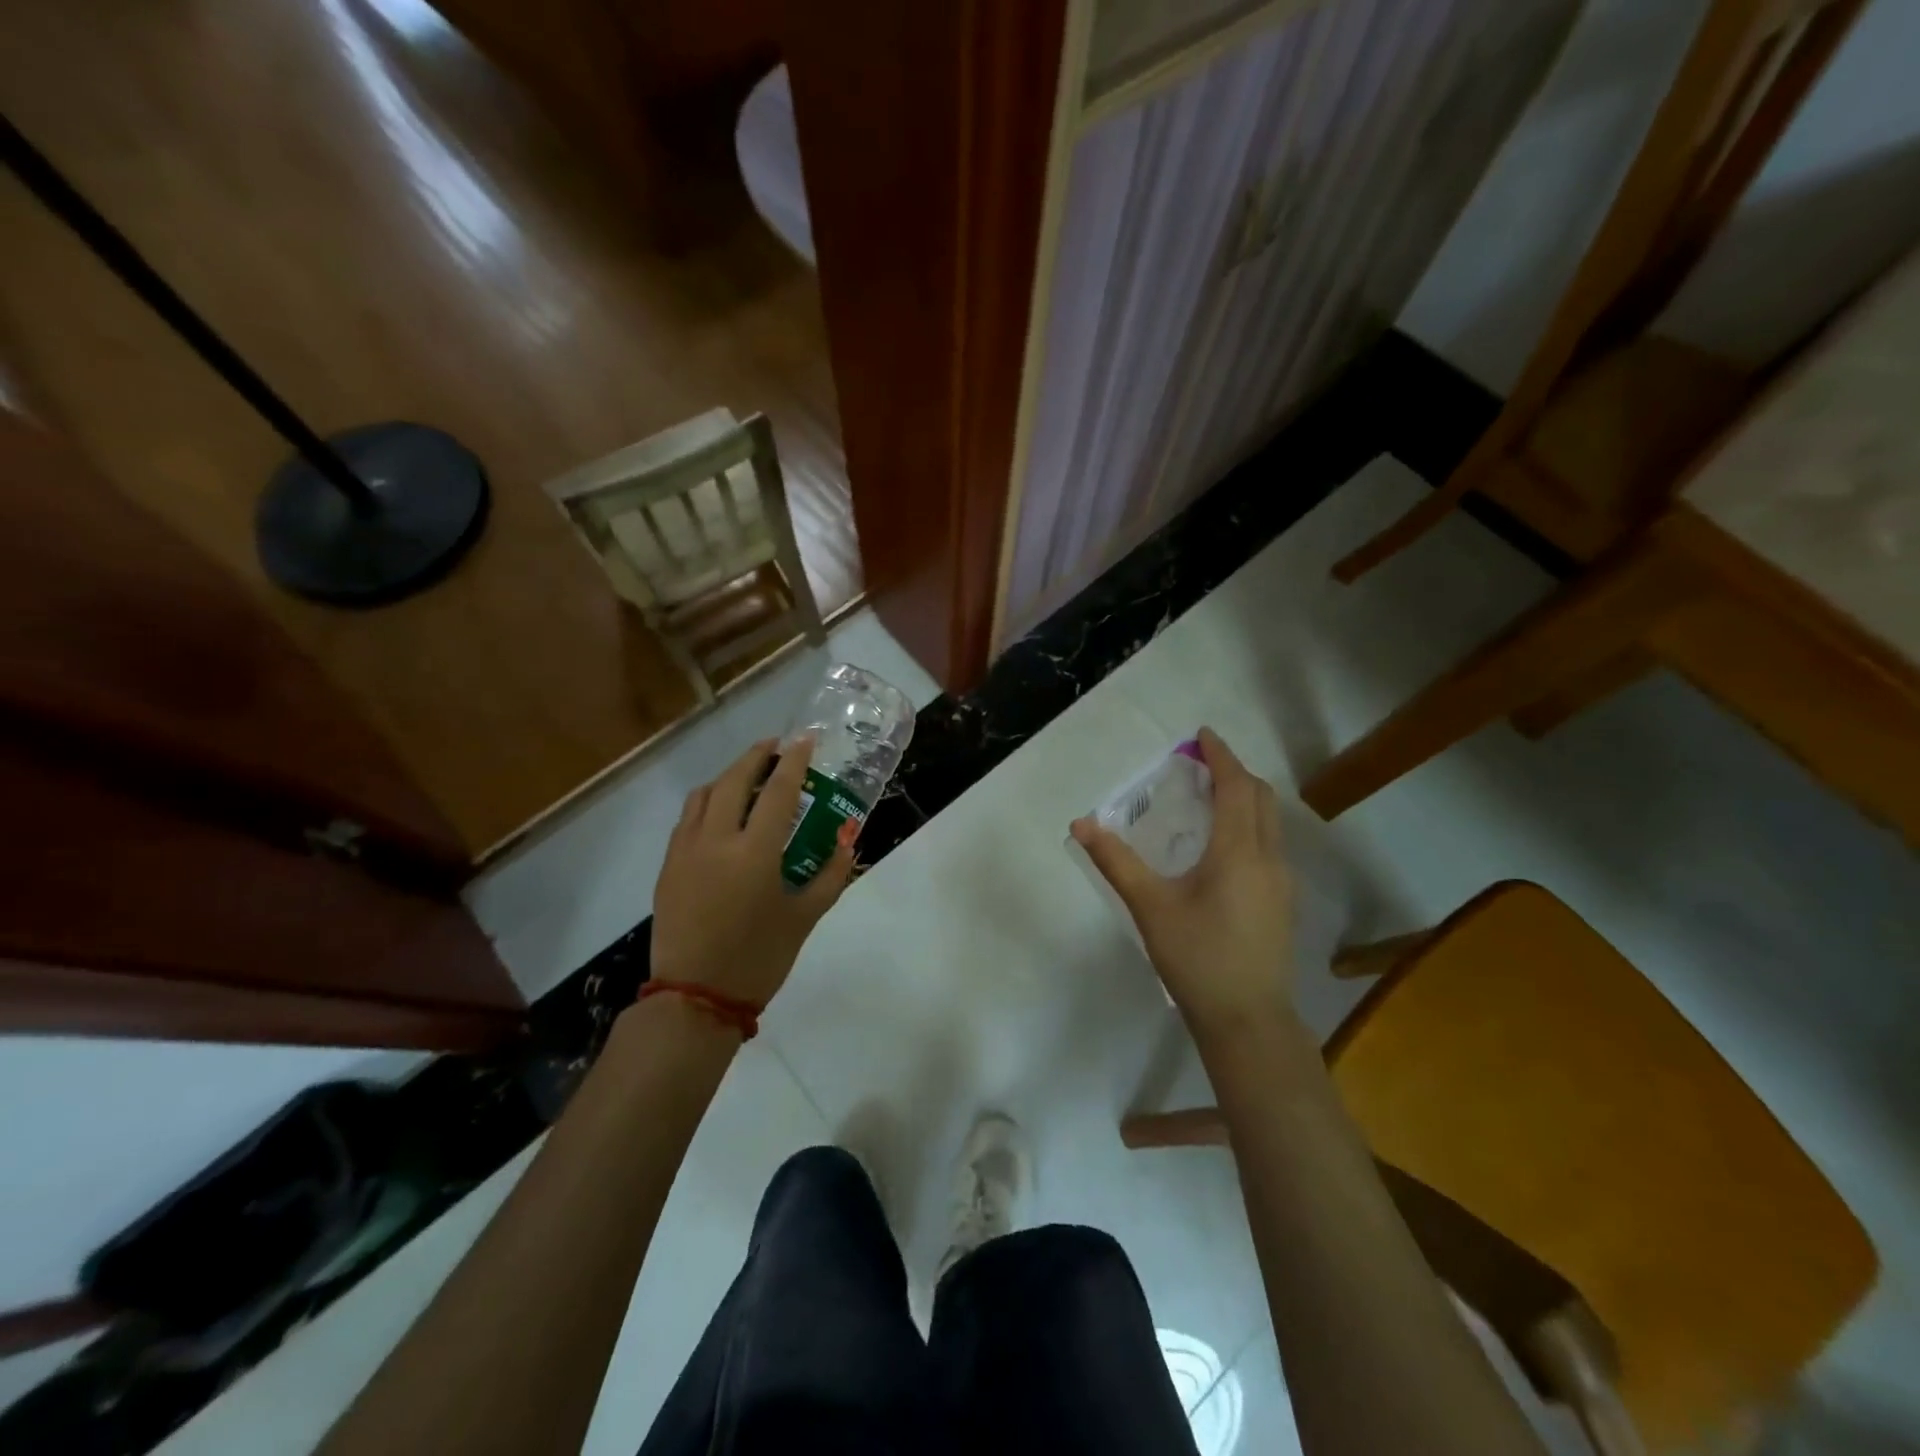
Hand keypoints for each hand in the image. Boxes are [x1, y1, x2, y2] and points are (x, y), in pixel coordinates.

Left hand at [649, 737, 855, 1007]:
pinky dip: (707, 802)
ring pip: (704, 795)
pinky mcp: (668, 866)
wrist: (695, 997)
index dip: (793, 761)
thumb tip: (849, 842)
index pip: (778, 791)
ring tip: (747, 776)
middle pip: (733, 780)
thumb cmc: (758, 959)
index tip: (804, 740)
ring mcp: (685, 851)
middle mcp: (716, 841)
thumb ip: (829, 875)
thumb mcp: (804, 918)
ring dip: (728, 776)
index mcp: (755, 853)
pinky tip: (720, 813)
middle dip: (756, 756)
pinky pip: (687, 819)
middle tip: (775, 747)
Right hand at [1071, 728, 1293, 1035]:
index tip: (1202, 736)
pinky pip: (1271, 843)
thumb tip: (1082, 823)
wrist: (1247, 1019)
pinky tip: (1225, 844)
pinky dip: (1251, 823)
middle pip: (1261, 797)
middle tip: (1202, 764)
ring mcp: (1283, 881)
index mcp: (1238, 852)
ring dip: (1246, 798)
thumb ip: (1116, 861)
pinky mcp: (1283, 902)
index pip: (1236, 787)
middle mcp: (1269, 858)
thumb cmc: (1197, 958)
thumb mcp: (1150, 907)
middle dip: (1235, 772)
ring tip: (1212, 796)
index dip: (1221, 757)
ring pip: (1271, 821)